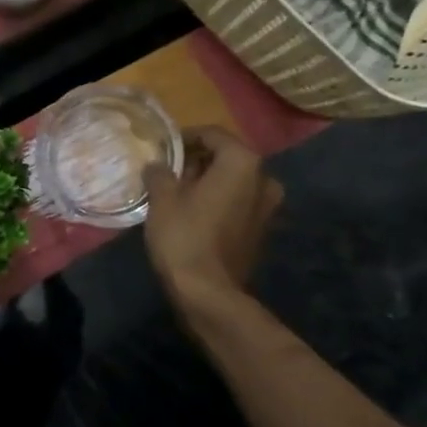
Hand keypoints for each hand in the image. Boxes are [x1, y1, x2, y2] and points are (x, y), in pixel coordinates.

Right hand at [143, 127, 282, 309]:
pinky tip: (194, 213)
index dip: (185, 137)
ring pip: (234, 181)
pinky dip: (219, 200)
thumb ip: (160, 173)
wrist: (209, 293)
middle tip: (169, 171)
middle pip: (227, 157)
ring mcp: (268, 206)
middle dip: (198, 160)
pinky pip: (239, 202)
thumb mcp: (162, 198)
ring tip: (178, 193)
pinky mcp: (263, 229)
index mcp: (242, 162)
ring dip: (209, 181)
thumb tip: (157, 166)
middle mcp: (264, 178)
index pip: (212, 134)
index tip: (163, 149)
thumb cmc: (185, 236)